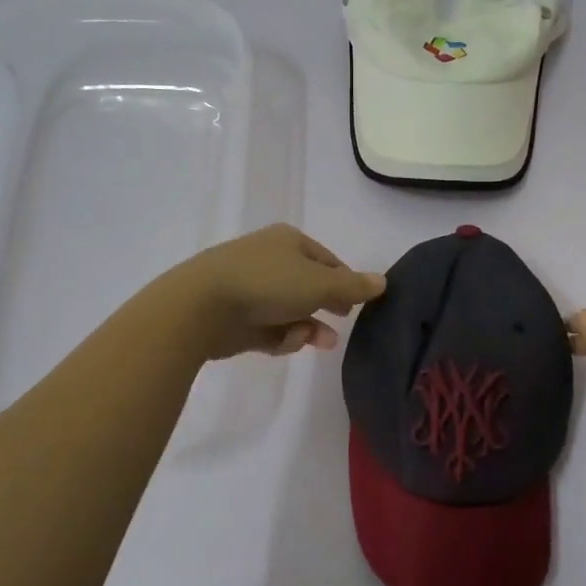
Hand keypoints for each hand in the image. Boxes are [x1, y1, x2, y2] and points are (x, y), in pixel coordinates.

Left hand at [169, 224, 385, 360]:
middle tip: (341, 323)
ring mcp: (250, 288)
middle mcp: (270, 260)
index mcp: (289, 241)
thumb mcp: (320, 284)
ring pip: (290, 310)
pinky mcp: (236, 317)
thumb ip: (353, 286)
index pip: (327, 261)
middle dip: (327, 307)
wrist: (201, 306)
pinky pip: (269, 328)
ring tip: (320, 343)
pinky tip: (284, 343)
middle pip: (309, 286)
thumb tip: (383, 281)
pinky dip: (281, 337)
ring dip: (307, 327)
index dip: (346, 282)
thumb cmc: (268, 284)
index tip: (359, 304)